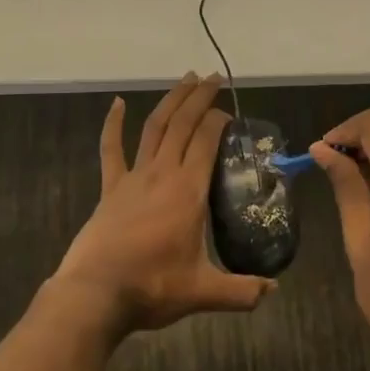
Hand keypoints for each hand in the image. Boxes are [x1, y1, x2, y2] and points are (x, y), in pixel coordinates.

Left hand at [53, 75, 274, 334]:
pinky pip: (111, 149)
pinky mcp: (111, 187)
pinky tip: (116, 103)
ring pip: (155, 127)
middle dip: (200, 97)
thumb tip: (273, 291)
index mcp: (188, 190)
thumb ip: (241, 292)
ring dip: (171, 101)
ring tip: (185, 79)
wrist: (96, 293)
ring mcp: (133, 176)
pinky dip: (114, 124)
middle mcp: (162, 173)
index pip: (207, 140)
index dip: (219, 120)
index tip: (230, 113)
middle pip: (183, 124)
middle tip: (214, 77)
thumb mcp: (203, 292)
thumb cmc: (152, 287)